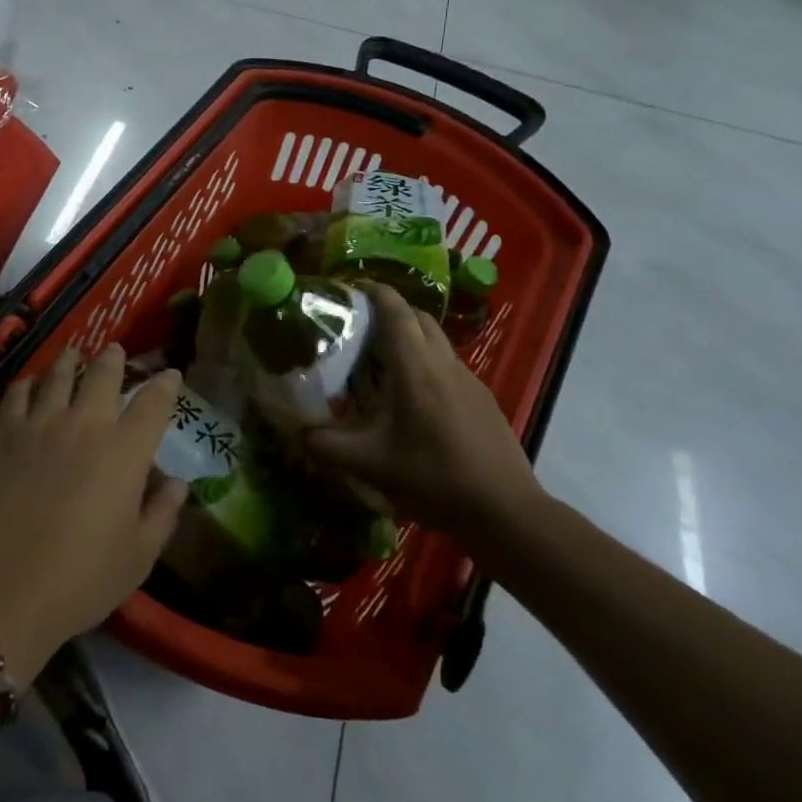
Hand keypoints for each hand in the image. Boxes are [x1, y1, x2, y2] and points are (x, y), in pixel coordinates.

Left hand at [0, 346, 187, 676]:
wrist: (1, 590)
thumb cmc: (80, 580)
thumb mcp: (138, 558)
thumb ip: (163, 513)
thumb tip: (177, 482)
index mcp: (126, 451)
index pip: (153, 402)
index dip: (165, 384)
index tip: (170, 375)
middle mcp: (86, 423)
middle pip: (104, 373)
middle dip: (114, 358)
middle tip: (115, 352)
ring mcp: (41, 422)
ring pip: (60, 372)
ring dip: (71, 359)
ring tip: (74, 354)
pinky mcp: (3, 431)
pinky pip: (19, 391)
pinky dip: (30, 381)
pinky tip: (32, 384)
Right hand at [306, 284, 546, 553]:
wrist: (507, 513)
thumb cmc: (435, 479)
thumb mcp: (370, 465)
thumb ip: (326, 445)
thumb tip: (294, 431)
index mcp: (416, 368)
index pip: (395, 309)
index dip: (372, 290)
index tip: (348, 287)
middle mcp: (444, 363)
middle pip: (418, 317)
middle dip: (389, 310)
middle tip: (358, 324)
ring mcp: (469, 381)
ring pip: (436, 340)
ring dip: (409, 337)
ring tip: (380, 360)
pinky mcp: (482, 400)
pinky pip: (448, 364)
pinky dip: (426, 362)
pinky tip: (412, 398)